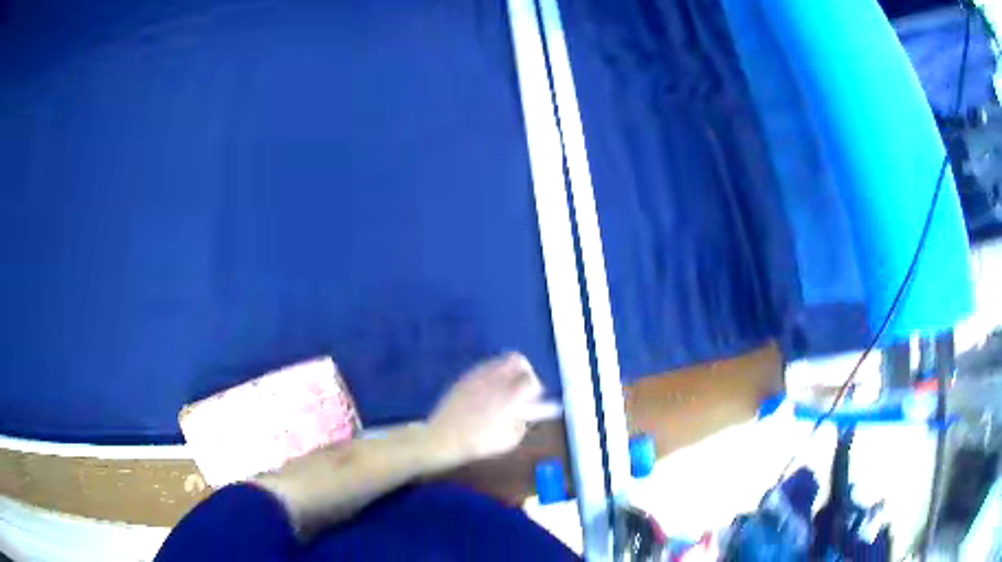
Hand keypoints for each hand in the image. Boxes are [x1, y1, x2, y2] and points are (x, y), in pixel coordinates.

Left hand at [427, 353, 544, 464]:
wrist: (443, 438)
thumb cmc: (478, 443)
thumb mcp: (509, 441)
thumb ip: (522, 425)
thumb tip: (525, 415)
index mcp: (508, 395)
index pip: (531, 378)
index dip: (536, 388)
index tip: (533, 400)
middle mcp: (495, 380)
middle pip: (517, 360)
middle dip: (524, 372)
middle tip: (522, 388)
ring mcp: (478, 376)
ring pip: (500, 360)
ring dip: (508, 371)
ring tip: (504, 390)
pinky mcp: (465, 377)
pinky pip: (484, 367)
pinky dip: (492, 374)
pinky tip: (487, 391)